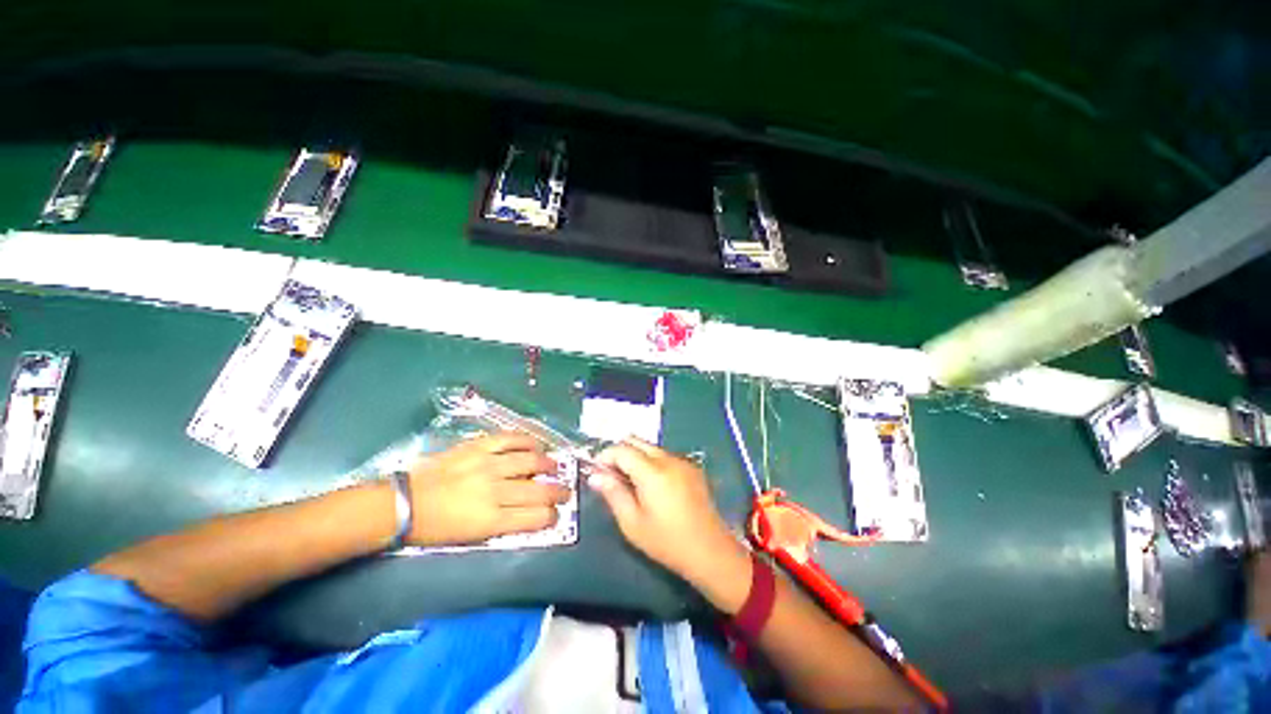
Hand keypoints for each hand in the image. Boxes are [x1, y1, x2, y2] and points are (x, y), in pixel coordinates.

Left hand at [406, 433, 570, 546]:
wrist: (404, 503)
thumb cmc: (435, 528)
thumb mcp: (470, 537)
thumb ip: (504, 524)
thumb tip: (530, 513)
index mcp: (490, 519)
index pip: (534, 517)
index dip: (551, 516)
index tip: (556, 514)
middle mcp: (494, 490)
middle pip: (537, 490)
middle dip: (558, 492)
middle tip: (565, 491)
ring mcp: (487, 464)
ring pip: (530, 460)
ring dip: (548, 464)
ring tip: (554, 466)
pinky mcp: (478, 446)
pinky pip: (510, 439)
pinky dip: (527, 440)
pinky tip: (536, 443)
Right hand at [589, 438, 744, 581]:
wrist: (710, 551)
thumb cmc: (667, 541)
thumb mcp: (632, 523)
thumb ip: (613, 494)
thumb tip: (595, 475)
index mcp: (652, 472)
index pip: (622, 449)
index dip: (605, 456)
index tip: (596, 471)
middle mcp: (668, 459)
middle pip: (637, 441)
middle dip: (620, 452)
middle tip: (611, 475)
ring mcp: (683, 461)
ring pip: (651, 448)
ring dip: (636, 457)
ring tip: (630, 482)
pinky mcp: (692, 468)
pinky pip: (665, 456)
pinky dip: (652, 462)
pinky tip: (652, 485)